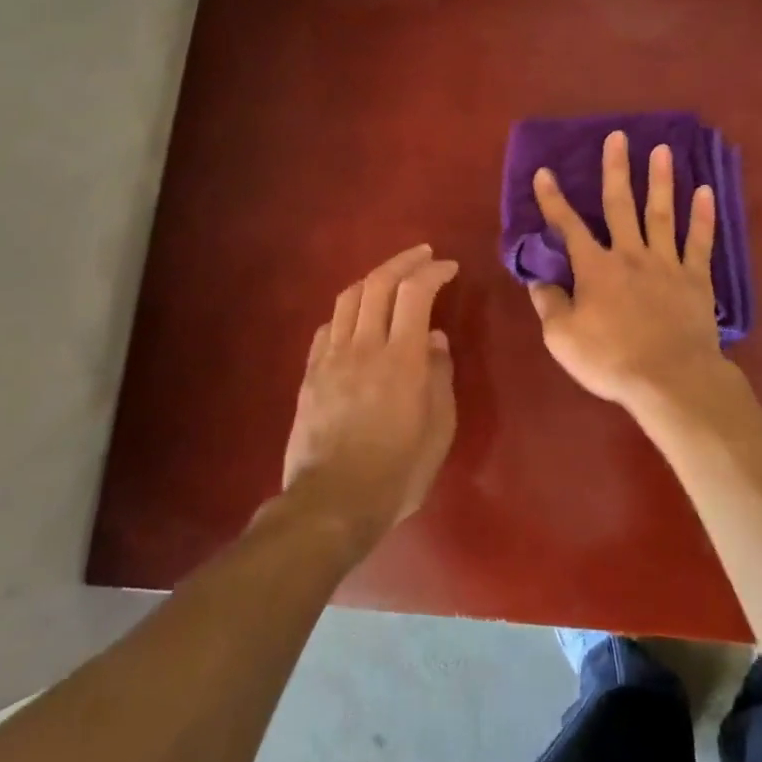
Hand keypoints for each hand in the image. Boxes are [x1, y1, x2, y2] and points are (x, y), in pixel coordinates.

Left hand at [280, 244, 458, 549]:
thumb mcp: (439, 429)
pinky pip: (328, 327)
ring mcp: (332, 358)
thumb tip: (435, 340)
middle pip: (379, 283)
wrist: (331, 505)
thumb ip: (440, 377)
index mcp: (402, 358)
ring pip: (349, 298)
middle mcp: (365, 346)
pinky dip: (347, 311)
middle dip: (404, 261)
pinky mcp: (311, 375)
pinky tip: (356, 318)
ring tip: (391, 278)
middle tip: (423, 255)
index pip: (416, 293)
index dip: (433, 271)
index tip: (449, 267)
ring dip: (374, 279)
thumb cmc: (397, 472)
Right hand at [528, 131, 727, 411]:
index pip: (568, 226)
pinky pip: (699, 242)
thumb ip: (549, 303)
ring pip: (661, 213)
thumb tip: (538, 278)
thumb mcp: (562, 337)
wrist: (670, 379)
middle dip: (616, 169)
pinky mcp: (695, 278)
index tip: (544, 171)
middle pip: (621, 204)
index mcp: (595, 268)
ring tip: (662, 150)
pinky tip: (706, 192)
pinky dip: (703, 217)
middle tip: (618, 136)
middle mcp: (629, 254)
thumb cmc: (611, 359)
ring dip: (660, 180)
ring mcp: (666, 263)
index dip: (553, 199)